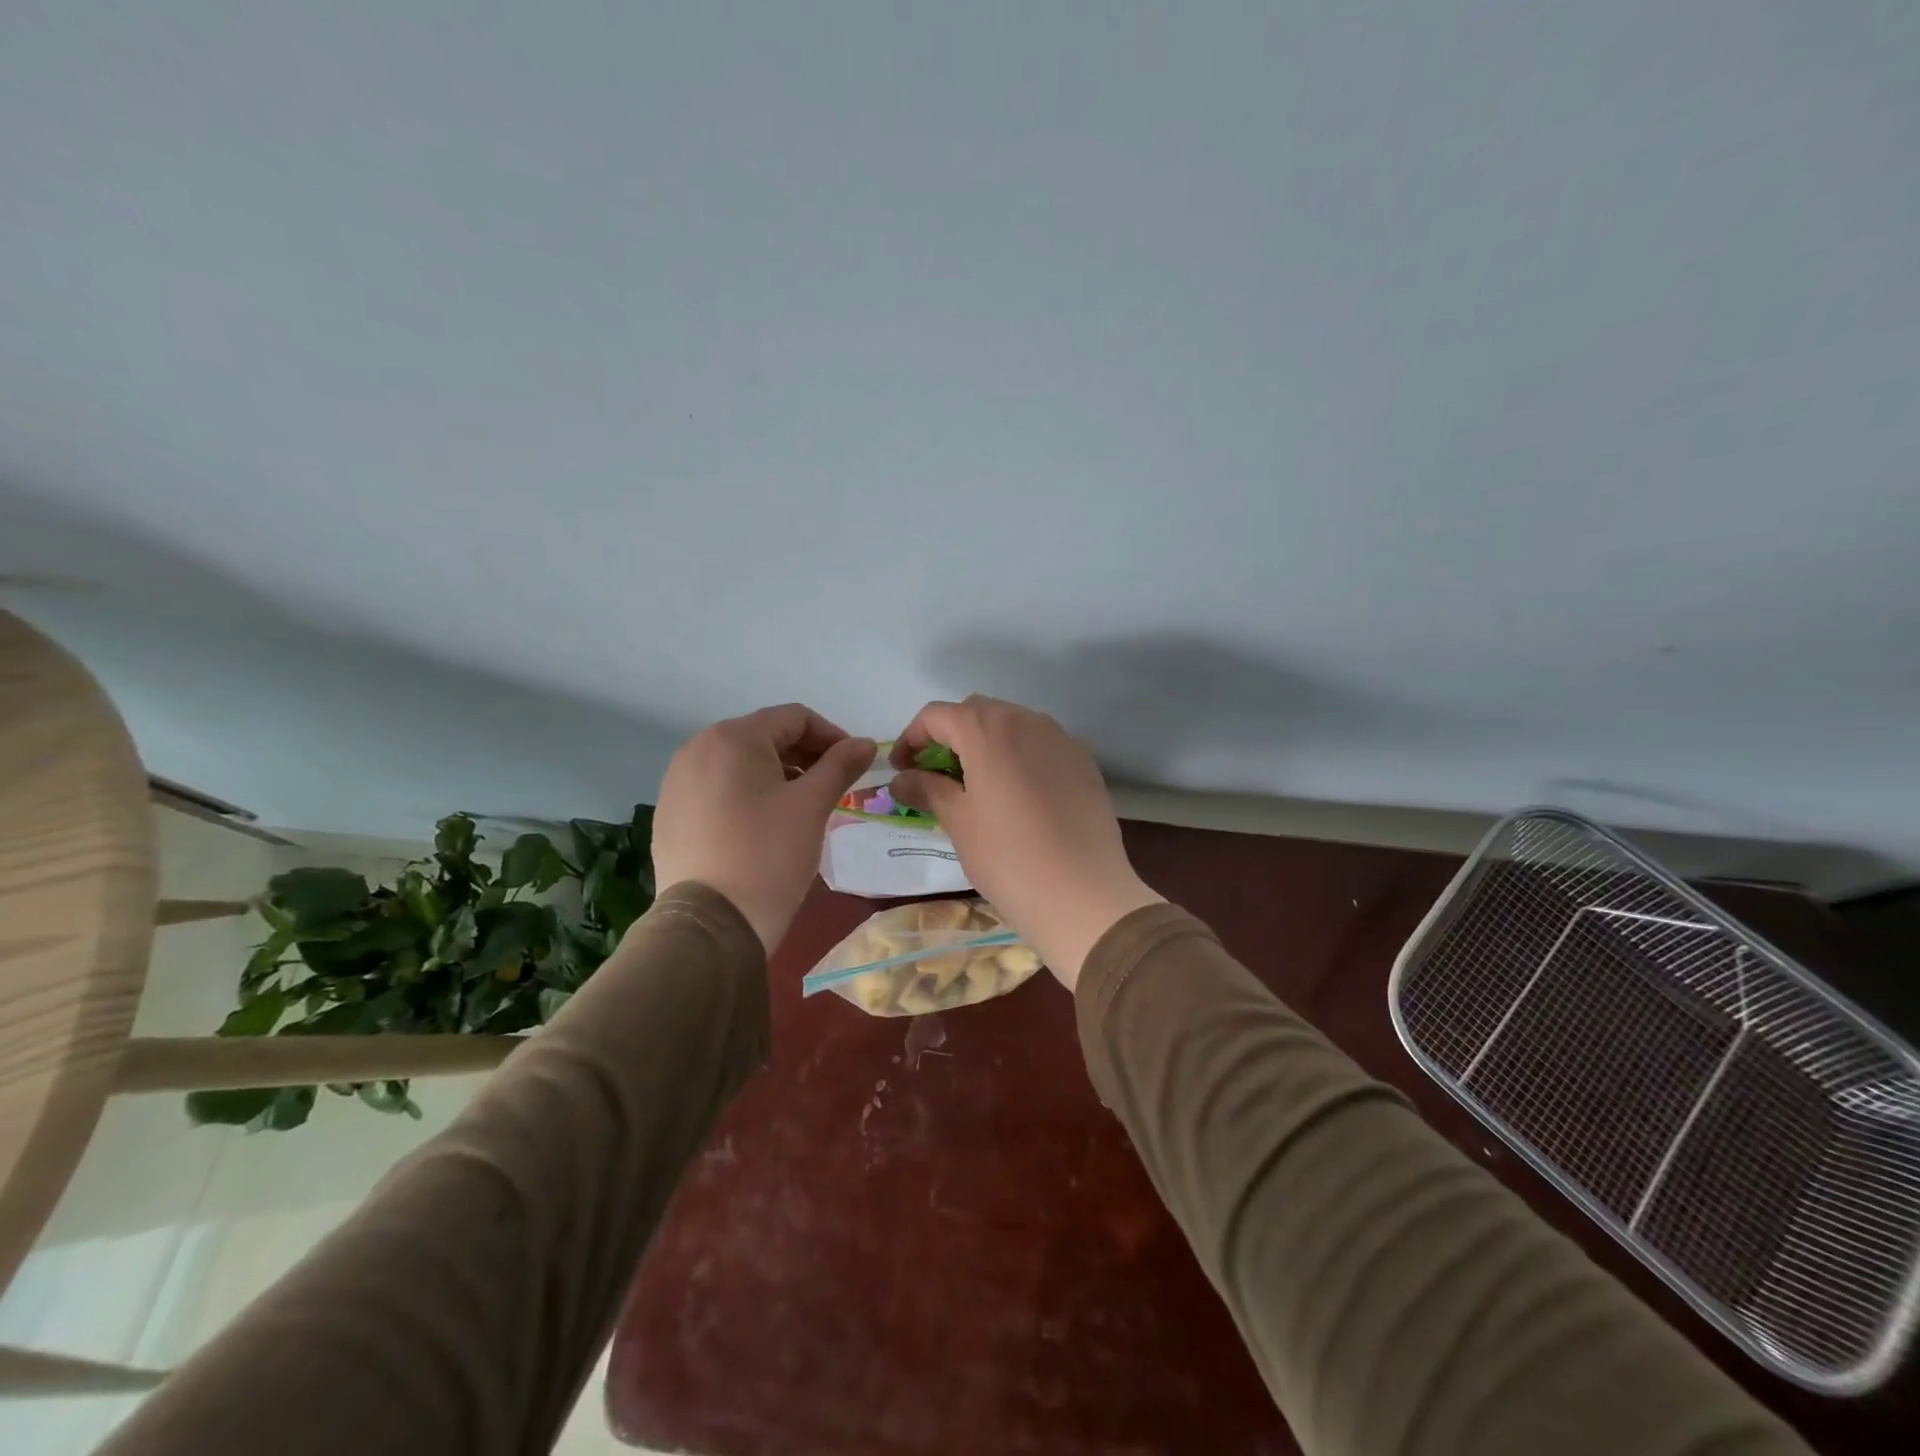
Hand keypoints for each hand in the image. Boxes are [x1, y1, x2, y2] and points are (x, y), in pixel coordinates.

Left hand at [652, 705, 873, 952]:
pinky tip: (764, 828)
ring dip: (778, 776)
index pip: (794, 718)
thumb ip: (841, 765)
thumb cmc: (768, 855)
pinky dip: (748, 796)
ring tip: (802, 809)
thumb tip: (865, 743)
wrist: (710, 926)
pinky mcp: (670, 815)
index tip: (855, 765)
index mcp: (732, 737)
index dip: (832, 736)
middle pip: (765, 737)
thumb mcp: (812, 805)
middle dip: (805, 757)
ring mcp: (677, 783)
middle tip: (833, 788)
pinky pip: (718, 790)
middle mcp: (697, 749)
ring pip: (740, 764)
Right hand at [889, 696, 1161, 990]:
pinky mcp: (1084, 760)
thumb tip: (901, 778)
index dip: (911, 738)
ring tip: (976, 784)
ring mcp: (1061, 738)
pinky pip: (1041, 743)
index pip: (936, 715)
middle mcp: (1026, 720)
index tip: (902, 771)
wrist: (1084, 895)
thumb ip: (927, 789)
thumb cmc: (1008, 858)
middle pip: (976, 711)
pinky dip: (1019, 755)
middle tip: (936, 776)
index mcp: (988, 730)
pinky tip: (1017, 794)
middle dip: (949, 736)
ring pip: (1012, 723)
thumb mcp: (959, 822)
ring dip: (985, 742)